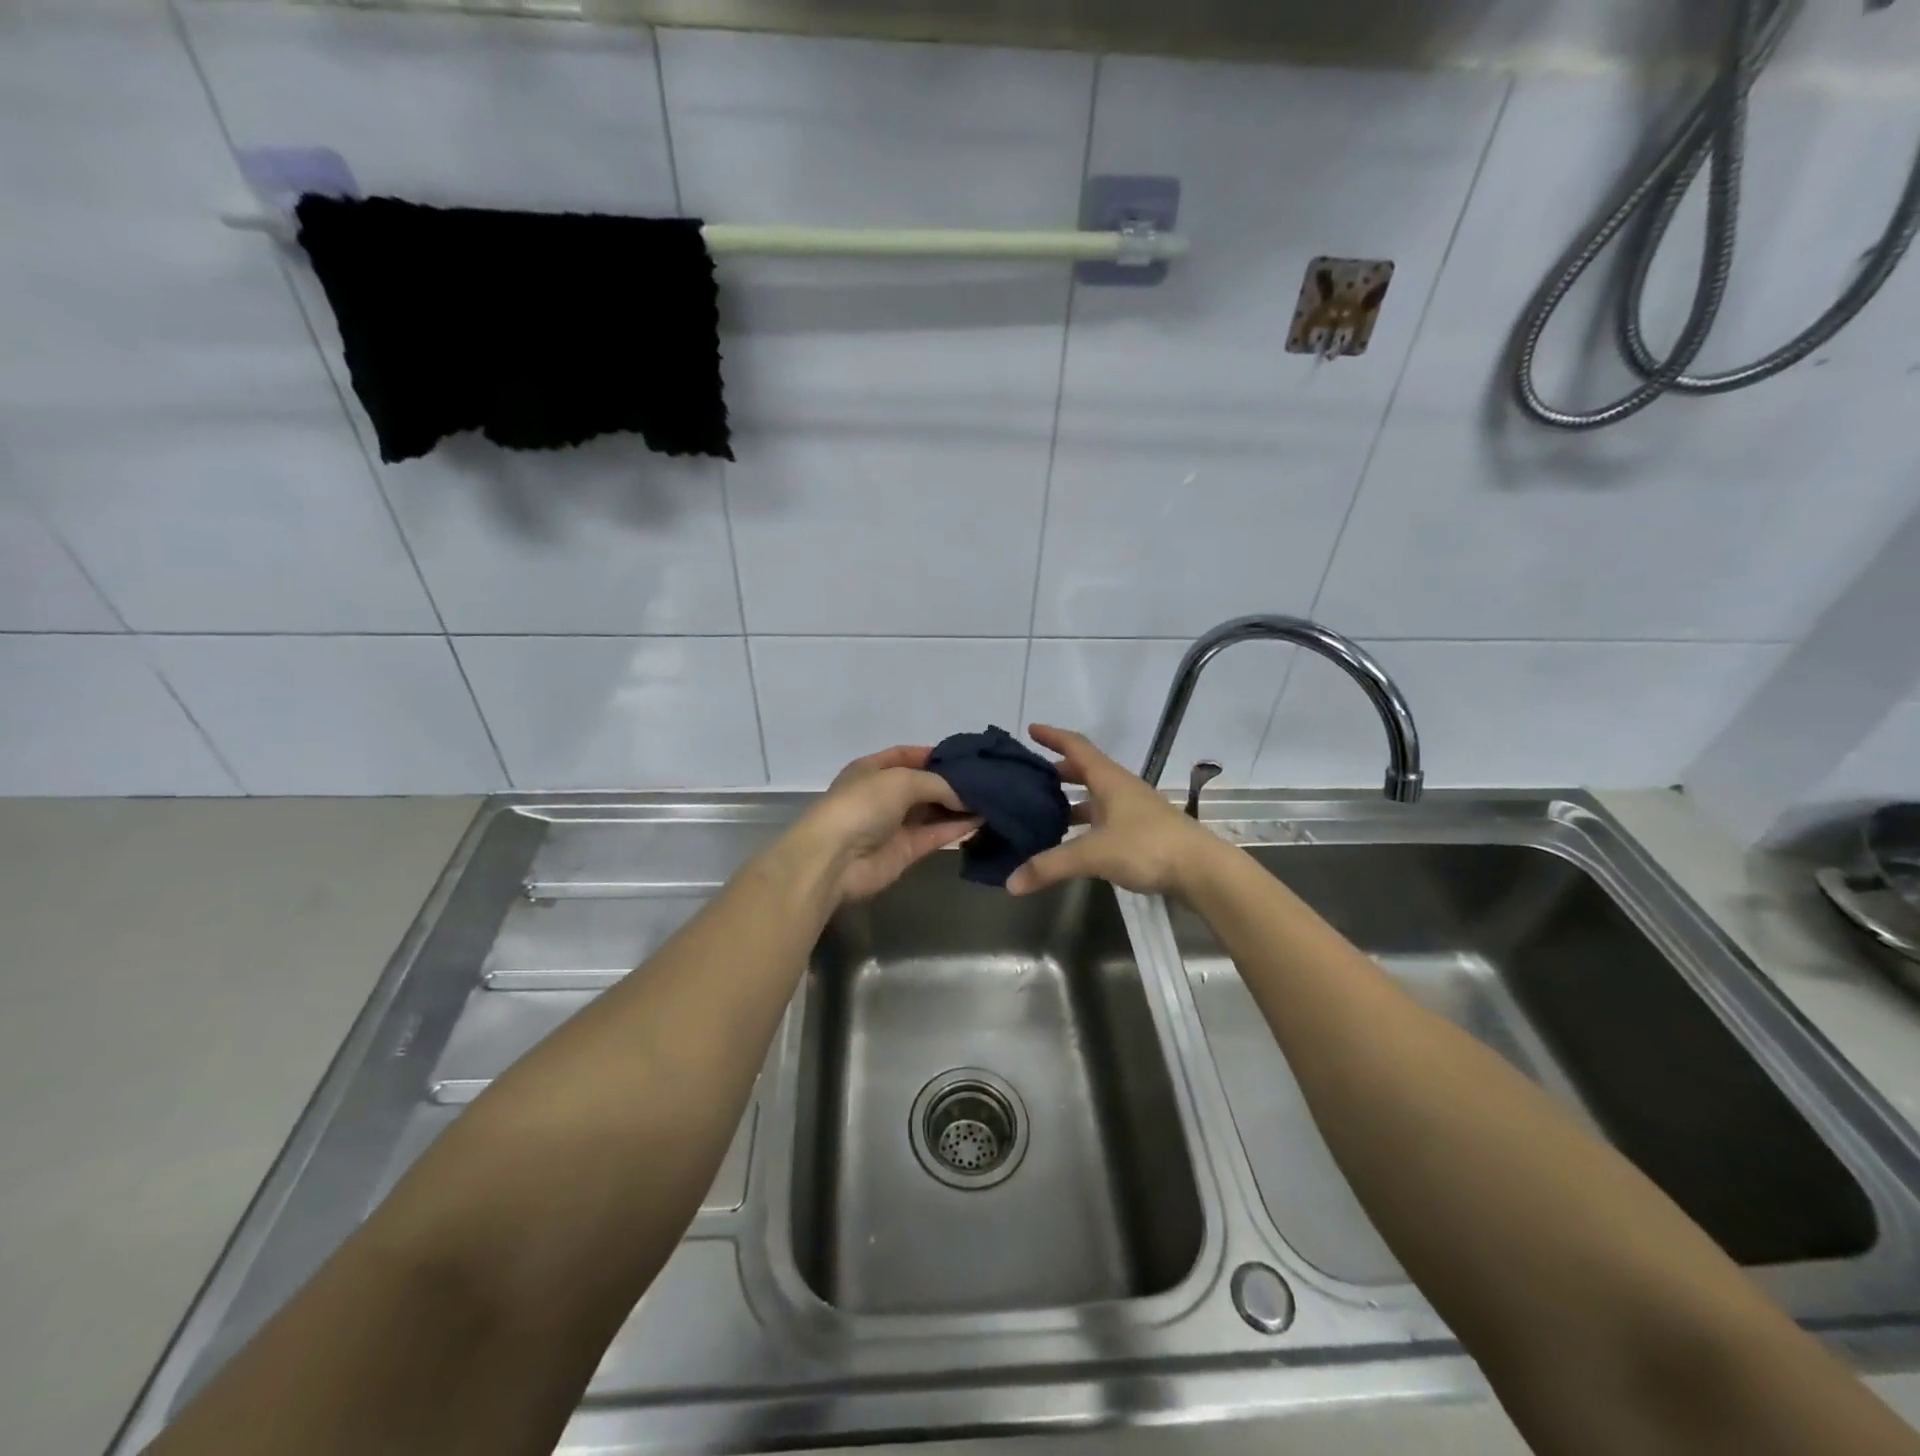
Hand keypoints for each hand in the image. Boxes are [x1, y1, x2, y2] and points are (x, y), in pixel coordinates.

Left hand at [793, 746, 978, 904]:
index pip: (906, 755)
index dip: (934, 754)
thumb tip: (966, 797)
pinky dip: (959, 826)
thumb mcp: (901, 780)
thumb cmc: (862, 806)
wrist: (835, 859)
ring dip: (960, 805)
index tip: (966, 756)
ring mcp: (895, 824)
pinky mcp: (907, 850)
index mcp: (872, 769)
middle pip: (924, 784)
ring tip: (993, 797)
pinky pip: (937, 833)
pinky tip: (984, 818)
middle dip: (952, 781)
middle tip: (988, 777)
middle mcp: (884, 795)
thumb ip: (938, 784)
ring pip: (934, 810)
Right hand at [1006, 725, 1220, 897]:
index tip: (1031, 730)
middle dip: (1058, 772)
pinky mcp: (1141, 832)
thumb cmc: (1146, 846)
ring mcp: (1134, 810)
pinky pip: (1104, 819)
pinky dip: (1085, 823)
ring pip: (1095, 797)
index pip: (1077, 747)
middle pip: (1085, 771)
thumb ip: (1050, 866)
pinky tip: (1073, 841)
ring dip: (1071, 800)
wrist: (1201, 870)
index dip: (1053, 736)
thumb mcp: (1093, 854)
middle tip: (1030, 778)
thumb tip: (1011, 883)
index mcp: (1109, 780)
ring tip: (1044, 812)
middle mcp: (1121, 788)